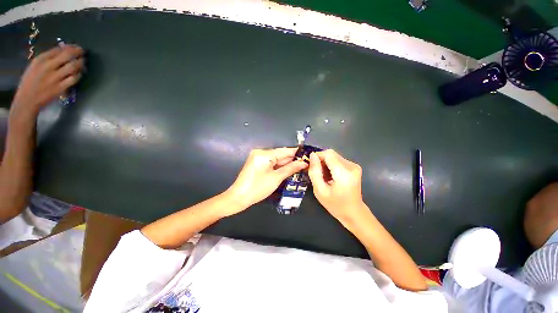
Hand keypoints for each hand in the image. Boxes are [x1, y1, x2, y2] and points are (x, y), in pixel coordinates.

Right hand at [11, 45, 84, 116]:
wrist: (28, 99)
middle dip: (77, 52)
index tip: (76, 47)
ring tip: (83, 61)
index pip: (58, 49)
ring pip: (73, 67)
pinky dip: (79, 74)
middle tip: (83, 51)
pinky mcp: (60, 87)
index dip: (70, 47)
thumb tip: (62, 50)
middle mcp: (48, 67)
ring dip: (80, 63)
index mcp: (40, 60)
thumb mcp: (35, 66)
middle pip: (67, 56)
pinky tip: (80, 73)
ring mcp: (55, 77)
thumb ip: (47, 58)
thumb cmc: (30, 81)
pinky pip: (74, 79)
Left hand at [225, 148, 307, 213]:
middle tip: (306, 164)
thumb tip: (303, 163)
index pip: (285, 151)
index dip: (297, 153)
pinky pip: (271, 163)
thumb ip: (290, 168)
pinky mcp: (258, 163)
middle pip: (281, 155)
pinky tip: (289, 169)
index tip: (308, 155)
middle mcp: (261, 152)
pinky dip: (280, 167)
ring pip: (277, 159)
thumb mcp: (276, 178)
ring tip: (301, 167)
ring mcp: (258, 158)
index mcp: (264, 154)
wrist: (238, 198)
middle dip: (293, 160)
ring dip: (287, 164)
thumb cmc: (257, 188)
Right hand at [308, 149, 368, 224]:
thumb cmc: (335, 204)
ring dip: (326, 164)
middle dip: (321, 161)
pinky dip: (331, 166)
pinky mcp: (354, 167)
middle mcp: (351, 166)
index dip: (318, 157)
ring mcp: (354, 166)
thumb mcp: (320, 190)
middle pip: (331, 154)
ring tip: (324, 177)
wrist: (353, 212)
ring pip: (334, 157)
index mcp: (343, 172)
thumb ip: (315, 172)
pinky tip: (330, 176)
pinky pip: (338, 161)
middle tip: (317, 174)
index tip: (311, 166)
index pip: (328, 154)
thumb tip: (312, 155)